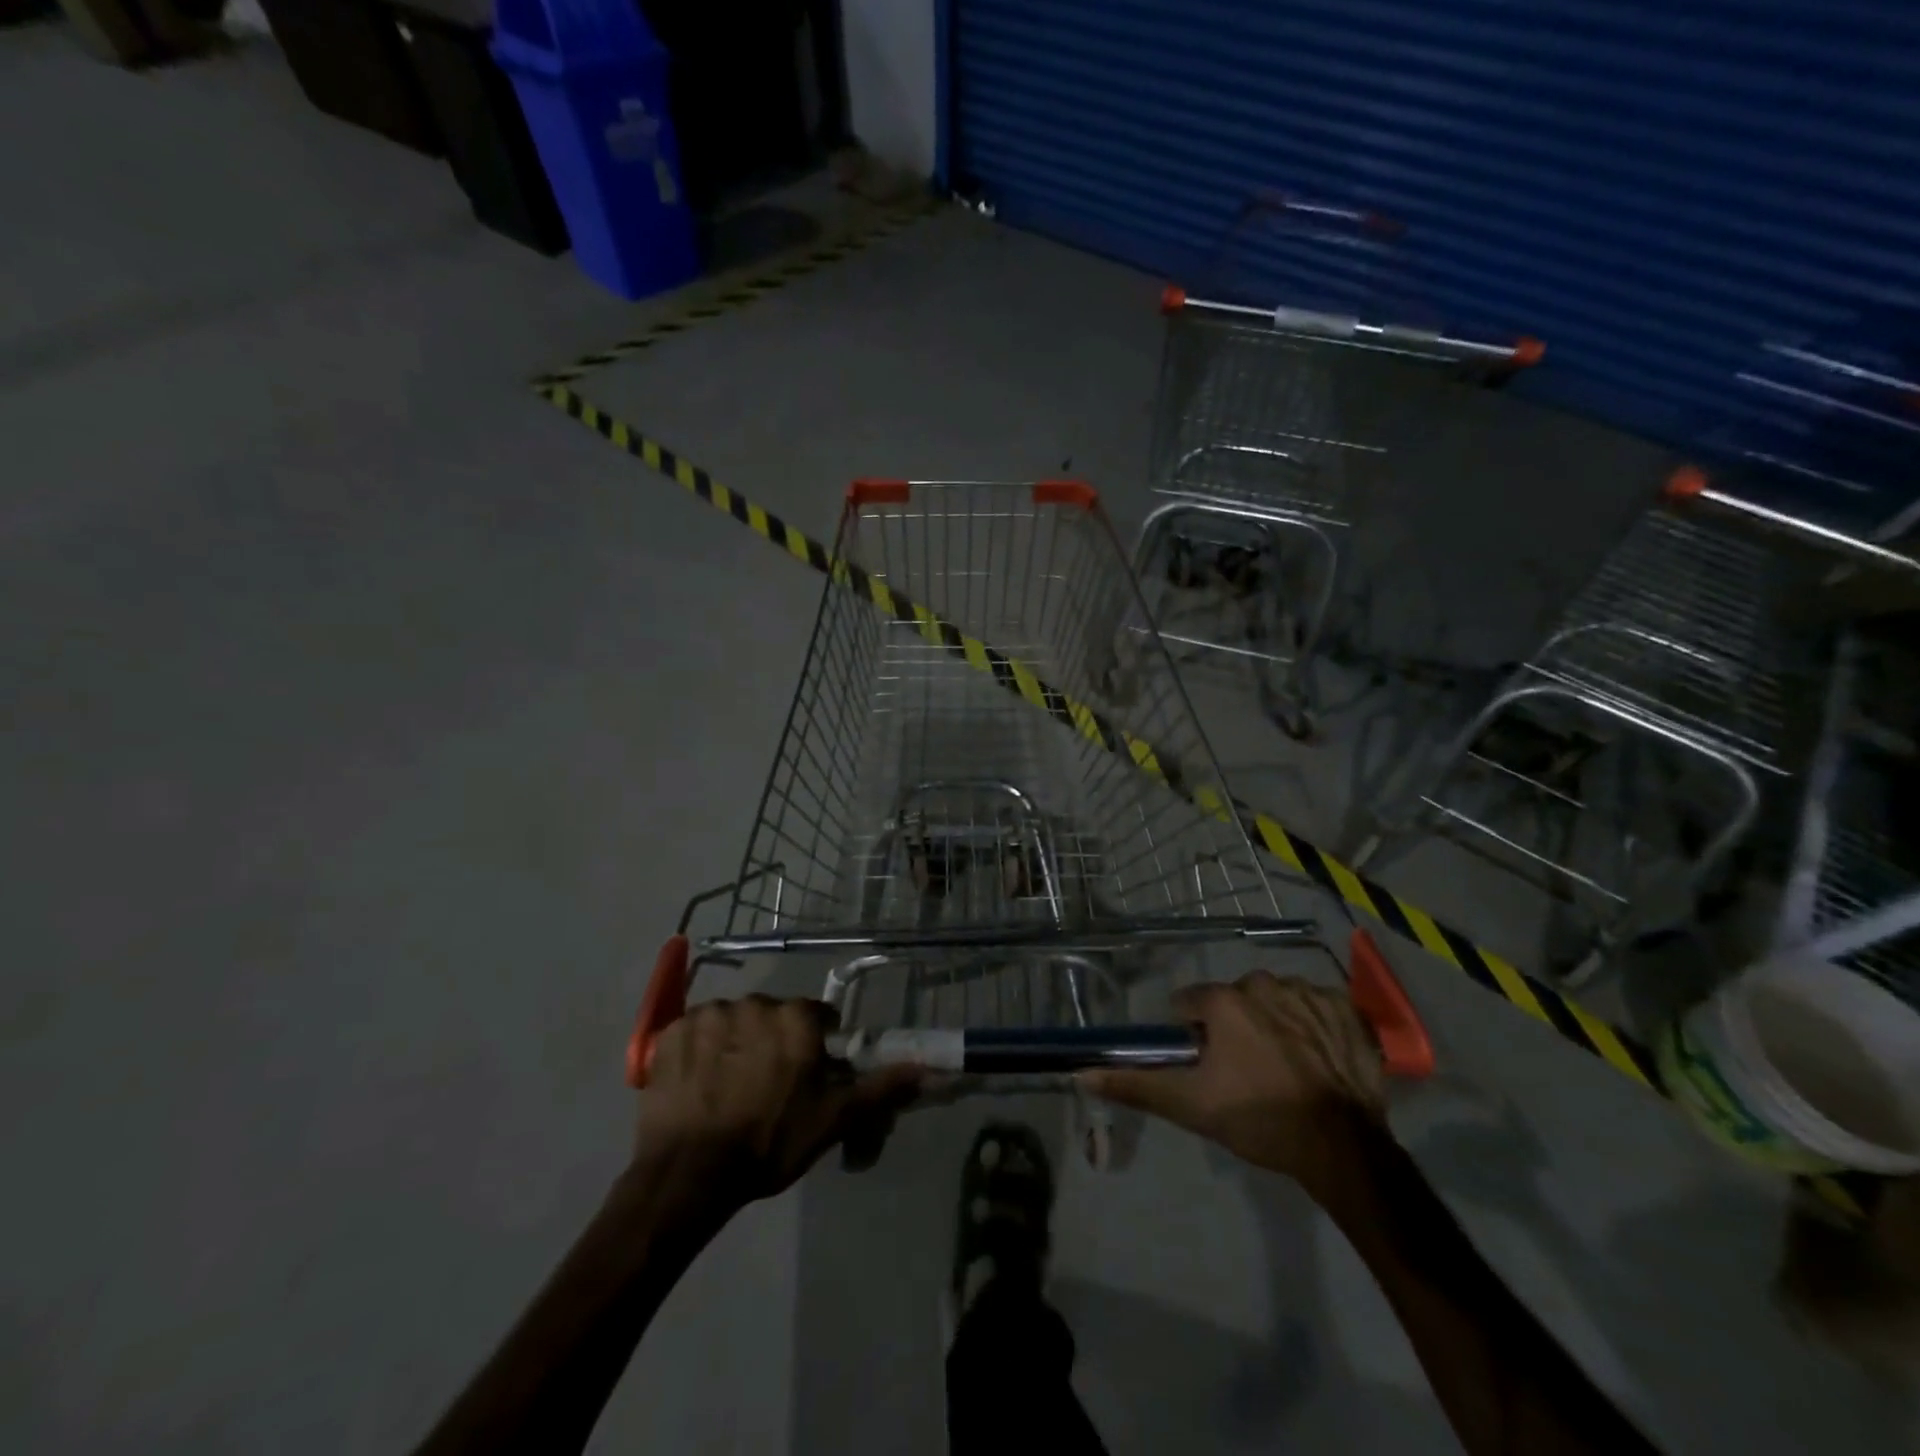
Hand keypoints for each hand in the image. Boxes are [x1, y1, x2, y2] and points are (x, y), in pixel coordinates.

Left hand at [634, 996, 919, 1203]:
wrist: (689, 1173)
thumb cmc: (769, 1143)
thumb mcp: (833, 1120)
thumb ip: (881, 1087)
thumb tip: (928, 1068)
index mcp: (796, 1018)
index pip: (817, 1016)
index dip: (816, 1045)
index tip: (807, 1076)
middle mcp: (755, 1002)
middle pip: (773, 1016)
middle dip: (774, 1041)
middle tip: (766, 1086)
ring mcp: (710, 1014)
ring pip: (733, 1021)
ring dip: (735, 1043)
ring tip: (727, 1088)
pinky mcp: (672, 1031)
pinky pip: (695, 1031)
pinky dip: (698, 1050)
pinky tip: (697, 1084)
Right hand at [1083, 972, 1385, 1191]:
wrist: (1344, 1147)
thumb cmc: (1259, 1119)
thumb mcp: (1190, 1105)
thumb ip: (1135, 1085)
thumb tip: (1081, 1074)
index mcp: (1224, 1000)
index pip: (1190, 1004)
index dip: (1192, 1035)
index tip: (1205, 1066)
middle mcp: (1263, 983)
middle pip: (1234, 1000)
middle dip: (1235, 1028)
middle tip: (1246, 1073)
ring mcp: (1309, 993)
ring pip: (1275, 1001)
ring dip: (1274, 1024)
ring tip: (1285, 1070)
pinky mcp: (1347, 1009)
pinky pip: (1317, 1008)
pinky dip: (1314, 1027)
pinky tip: (1318, 1061)